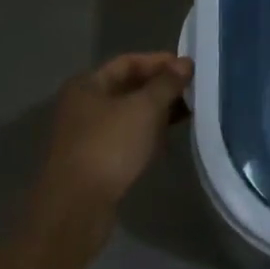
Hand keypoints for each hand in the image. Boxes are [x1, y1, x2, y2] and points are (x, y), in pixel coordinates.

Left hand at [27, 52, 192, 253]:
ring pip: (128, 114)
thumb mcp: (144, 108)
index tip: (188, 69)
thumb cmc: (109, 146)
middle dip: (161, 88)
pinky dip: (147, 134)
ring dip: (156, 112)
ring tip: (188, 114)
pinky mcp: (94, 160)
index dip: (159, 62)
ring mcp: (86, 134)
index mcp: (87, 84)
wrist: (76, 207)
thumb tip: (185, 63)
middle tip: (192, 91)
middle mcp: (83, 105)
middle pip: (128, 87)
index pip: (128, 62)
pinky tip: (167, 140)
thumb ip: (167, 83)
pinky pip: (126, 137)